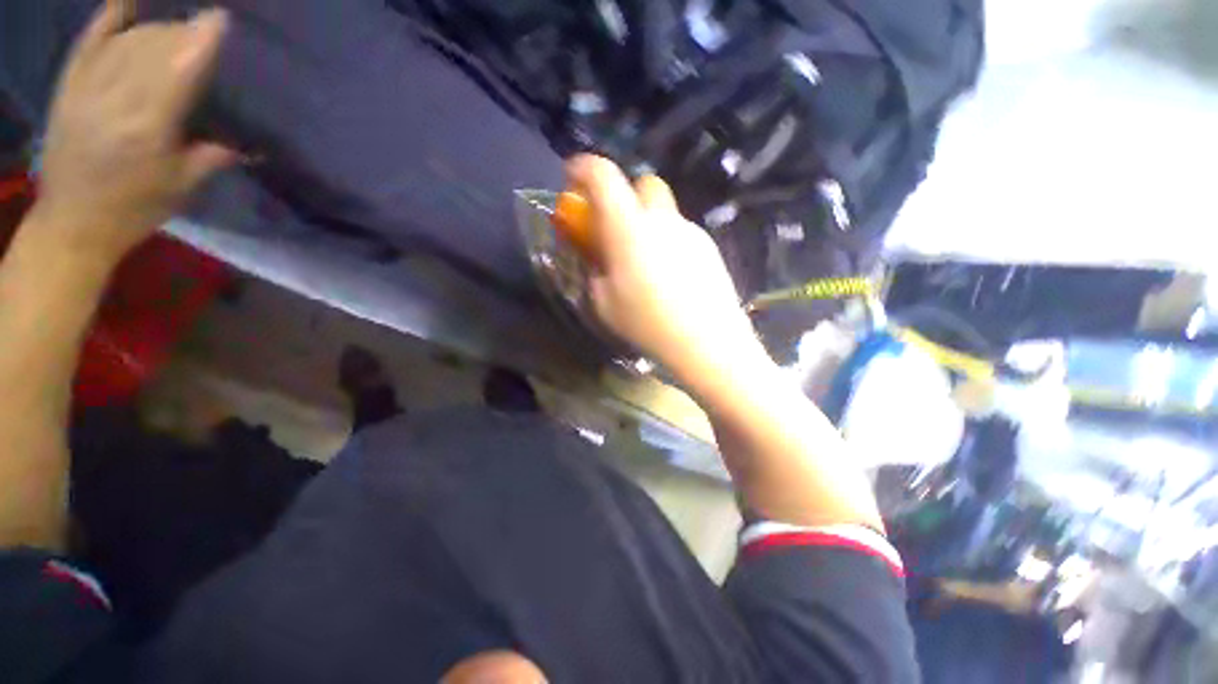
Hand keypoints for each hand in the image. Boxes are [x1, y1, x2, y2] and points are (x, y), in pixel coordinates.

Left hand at [34, 0, 235, 265]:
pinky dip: (109, 18)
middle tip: (202, 37)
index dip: (201, 39)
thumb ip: (212, 156)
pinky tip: (127, 3)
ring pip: (129, 40)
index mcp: (149, 126)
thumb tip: (250, 144)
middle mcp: (117, 97)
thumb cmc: (135, 208)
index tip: (221, 19)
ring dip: (156, 31)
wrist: (73, 221)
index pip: (179, 67)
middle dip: (182, 35)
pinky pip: (90, 40)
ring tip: (174, 34)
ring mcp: (88, 87)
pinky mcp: (69, 85)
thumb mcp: (182, 188)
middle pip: (155, 46)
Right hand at [566, 155, 764, 381]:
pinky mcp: (709, 247)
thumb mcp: (604, 304)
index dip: (583, 168)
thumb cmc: (648, 324)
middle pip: (644, 183)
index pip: (604, 176)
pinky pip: (681, 234)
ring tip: (645, 265)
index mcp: (629, 228)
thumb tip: (599, 259)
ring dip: (648, 224)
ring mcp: (690, 231)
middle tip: (617, 227)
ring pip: (664, 212)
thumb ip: (596, 271)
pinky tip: (670, 278)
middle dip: (625, 194)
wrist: (707, 342)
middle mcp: (662, 220)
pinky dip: (668, 243)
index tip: (573, 177)